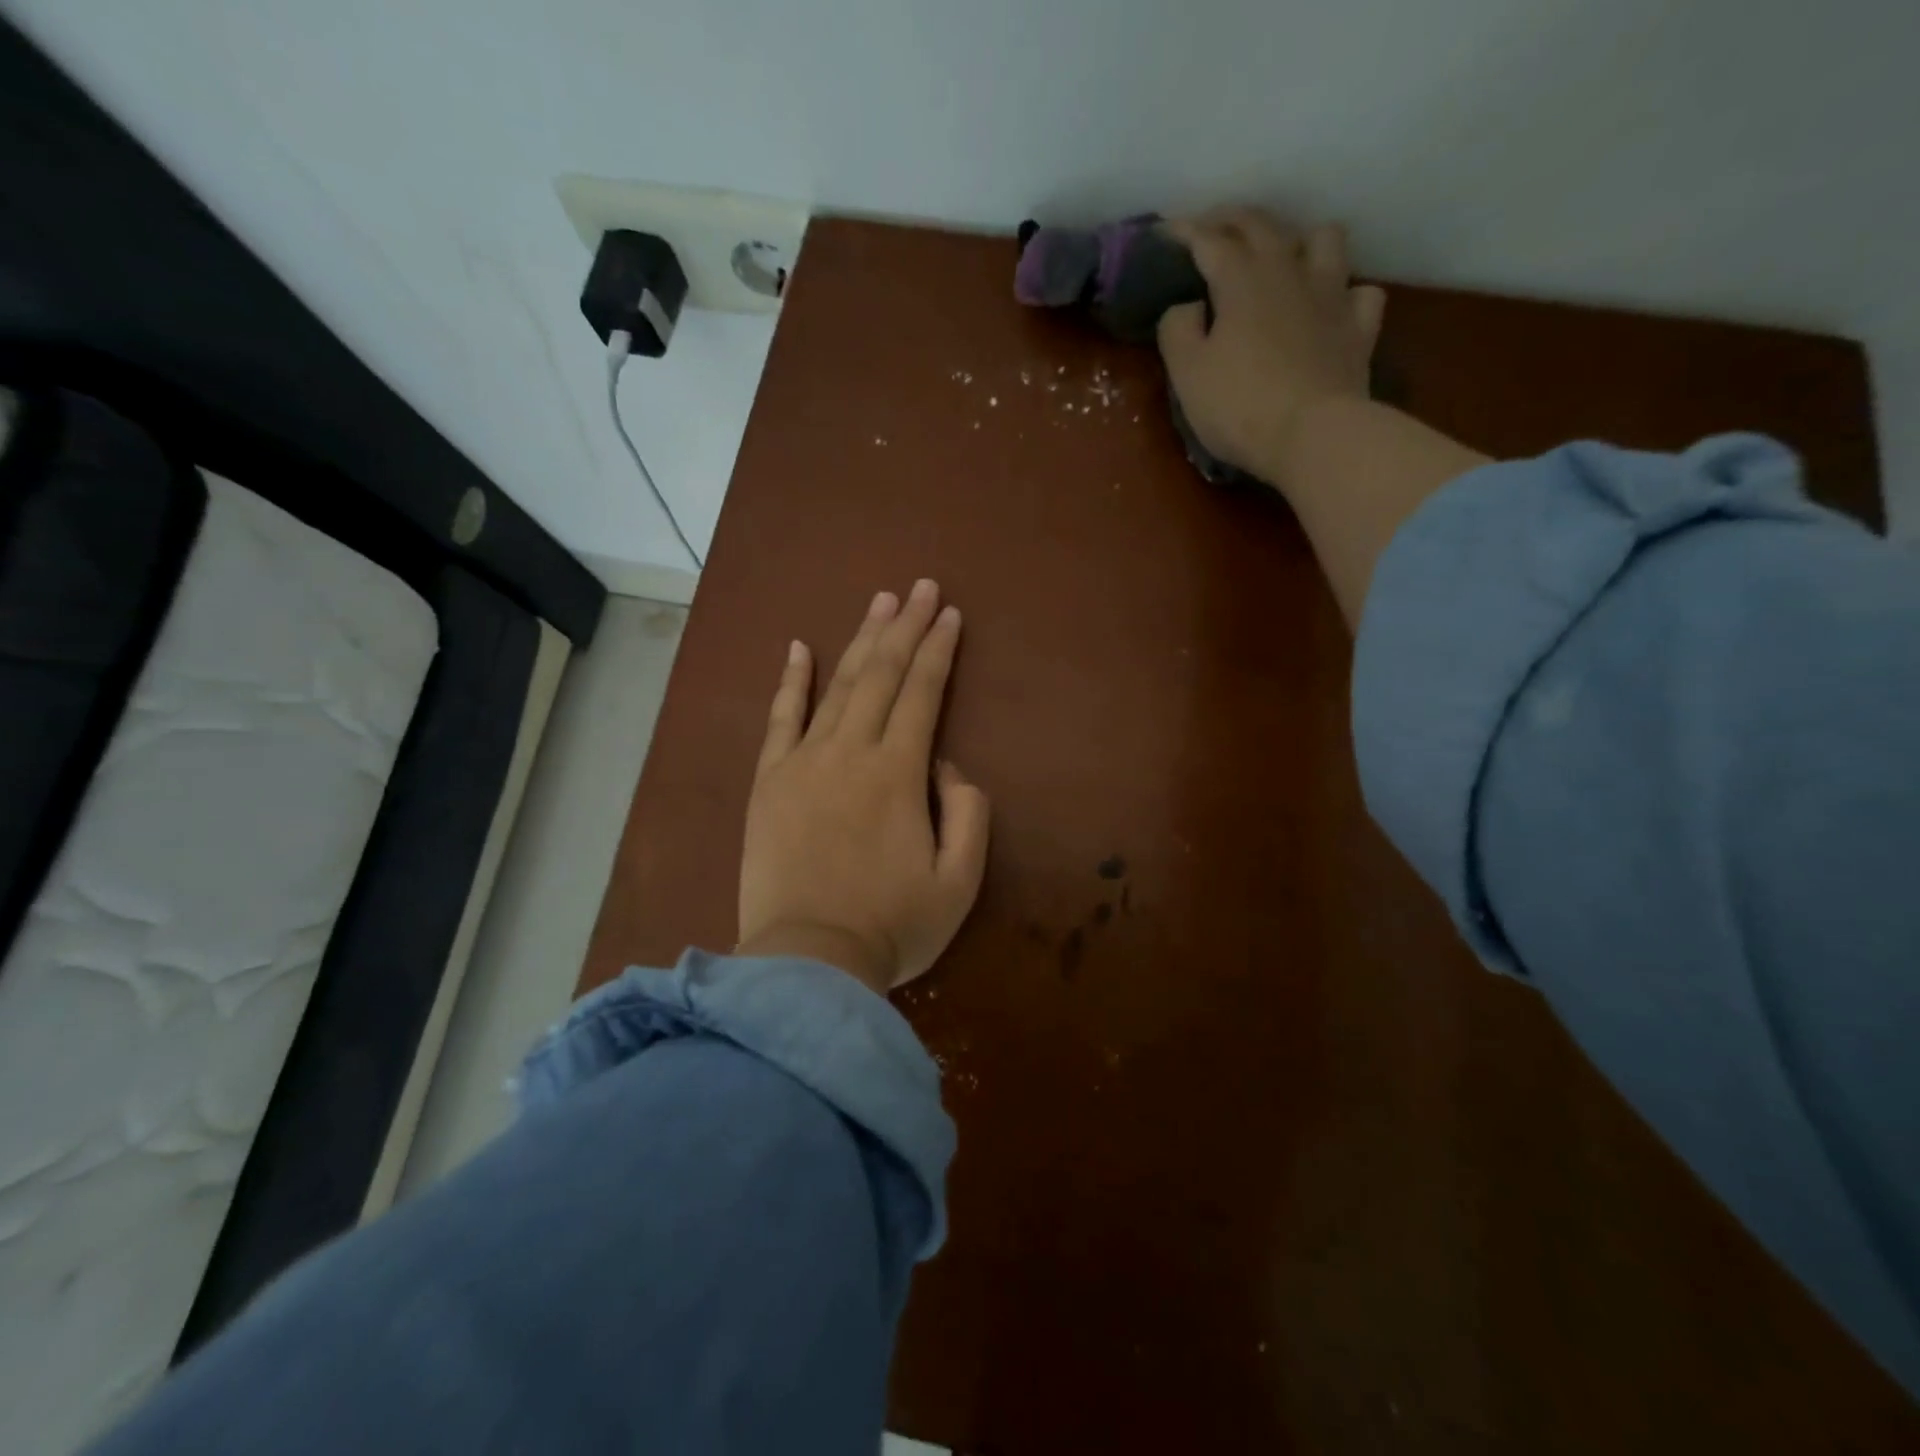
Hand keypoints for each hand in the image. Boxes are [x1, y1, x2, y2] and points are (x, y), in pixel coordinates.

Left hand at [737, 580, 990, 995]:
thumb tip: (947, 765)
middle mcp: (850, 752)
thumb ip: (968, 813)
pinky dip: (790, 681)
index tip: (950, 614)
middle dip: (905, 627)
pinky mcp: (768, 782)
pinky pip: (780, 719)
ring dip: (860, 640)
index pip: (924, 693)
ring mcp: (802, 762)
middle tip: (920, 587)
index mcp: (898, 772)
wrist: (806, 963)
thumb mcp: (959, 882)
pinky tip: (797, 647)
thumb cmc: (891, 927)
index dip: (939, 650)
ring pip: (837, 685)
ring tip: (879, 602)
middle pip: (882, 675)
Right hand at [1156, 207, 1386, 491]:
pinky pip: (1360, 292)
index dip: (1185, 232)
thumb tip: (1188, 306)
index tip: (1165, 231)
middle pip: (1263, 226)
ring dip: (1300, 240)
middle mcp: (1290, 272)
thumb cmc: (1239, 406)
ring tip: (1283, 258)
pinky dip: (1344, 293)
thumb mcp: (1187, 374)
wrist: (1313, 435)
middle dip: (1232, 220)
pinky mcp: (1358, 328)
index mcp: (1242, 280)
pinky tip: (1331, 306)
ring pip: (1324, 239)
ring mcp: (1332, 296)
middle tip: (1212, 227)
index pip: (1209, 240)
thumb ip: (1177, 330)